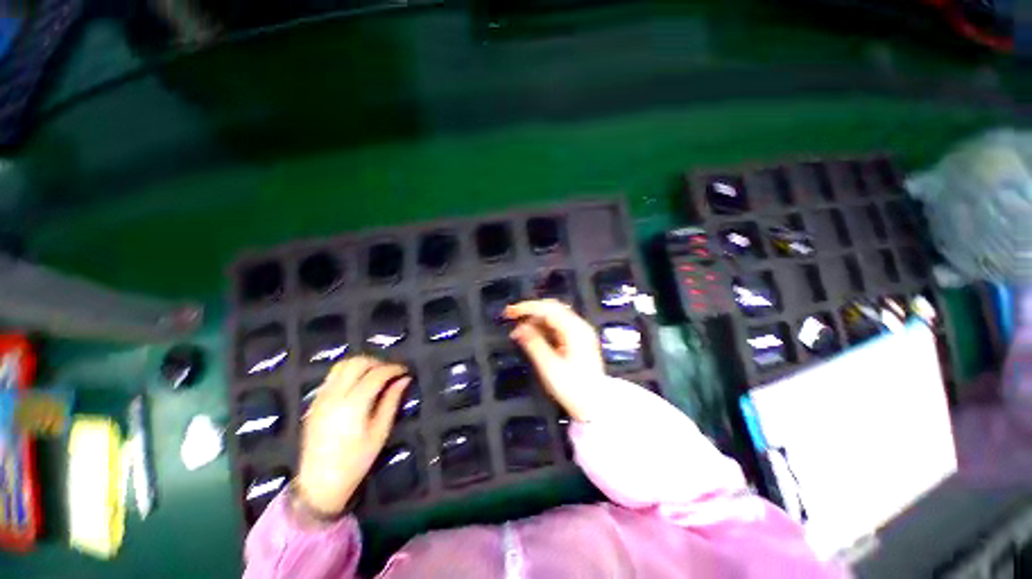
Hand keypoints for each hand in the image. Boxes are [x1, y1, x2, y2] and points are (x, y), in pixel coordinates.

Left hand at [295, 357, 409, 516]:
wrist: (319, 484)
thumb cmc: (355, 461)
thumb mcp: (380, 432)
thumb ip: (391, 401)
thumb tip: (404, 379)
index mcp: (353, 405)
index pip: (376, 374)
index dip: (393, 369)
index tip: (405, 371)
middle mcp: (335, 396)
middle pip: (357, 363)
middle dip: (377, 362)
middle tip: (390, 372)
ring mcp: (321, 397)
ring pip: (342, 365)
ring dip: (361, 364)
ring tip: (375, 375)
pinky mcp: (315, 402)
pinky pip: (332, 376)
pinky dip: (348, 372)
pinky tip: (358, 384)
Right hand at [505, 300, 603, 421]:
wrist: (595, 405)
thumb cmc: (573, 388)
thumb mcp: (549, 367)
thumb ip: (534, 343)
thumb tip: (519, 328)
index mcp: (575, 330)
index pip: (548, 309)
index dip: (527, 308)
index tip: (510, 312)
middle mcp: (579, 326)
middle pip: (552, 308)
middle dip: (531, 311)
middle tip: (512, 318)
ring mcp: (580, 332)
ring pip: (554, 316)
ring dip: (536, 320)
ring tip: (520, 332)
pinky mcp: (578, 340)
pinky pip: (558, 326)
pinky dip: (543, 327)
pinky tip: (533, 336)